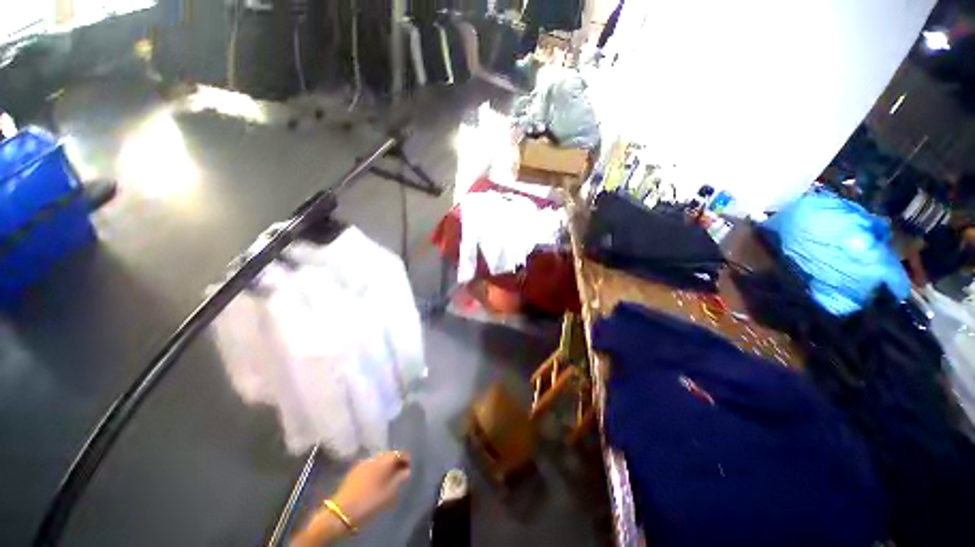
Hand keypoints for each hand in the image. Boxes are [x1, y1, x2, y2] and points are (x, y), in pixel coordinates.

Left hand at [332, 451, 411, 527]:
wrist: (342, 511)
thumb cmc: (370, 501)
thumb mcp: (390, 493)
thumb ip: (400, 479)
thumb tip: (407, 470)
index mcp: (385, 461)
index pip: (400, 453)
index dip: (407, 459)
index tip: (410, 467)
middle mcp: (374, 457)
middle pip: (389, 455)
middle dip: (396, 462)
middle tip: (401, 473)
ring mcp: (363, 463)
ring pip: (379, 460)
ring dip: (385, 465)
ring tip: (389, 477)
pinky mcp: (354, 470)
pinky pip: (370, 465)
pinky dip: (376, 469)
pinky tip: (375, 480)